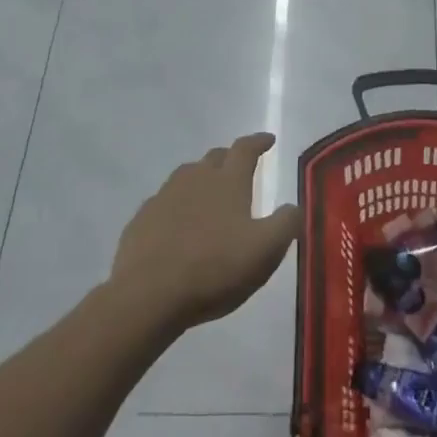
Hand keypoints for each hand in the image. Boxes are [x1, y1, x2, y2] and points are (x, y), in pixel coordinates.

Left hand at [110, 133, 302, 328]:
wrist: (148, 296)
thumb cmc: (215, 268)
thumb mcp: (266, 250)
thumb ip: (286, 224)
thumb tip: (294, 207)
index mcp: (227, 181)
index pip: (245, 149)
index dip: (259, 142)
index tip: (268, 140)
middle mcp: (195, 180)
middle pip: (214, 158)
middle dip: (230, 158)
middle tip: (241, 168)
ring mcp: (163, 198)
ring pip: (186, 177)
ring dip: (202, 179)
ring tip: (211, 195)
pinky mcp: (141, 221)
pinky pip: (164, 203)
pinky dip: (177, 206)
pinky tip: (179, 225)